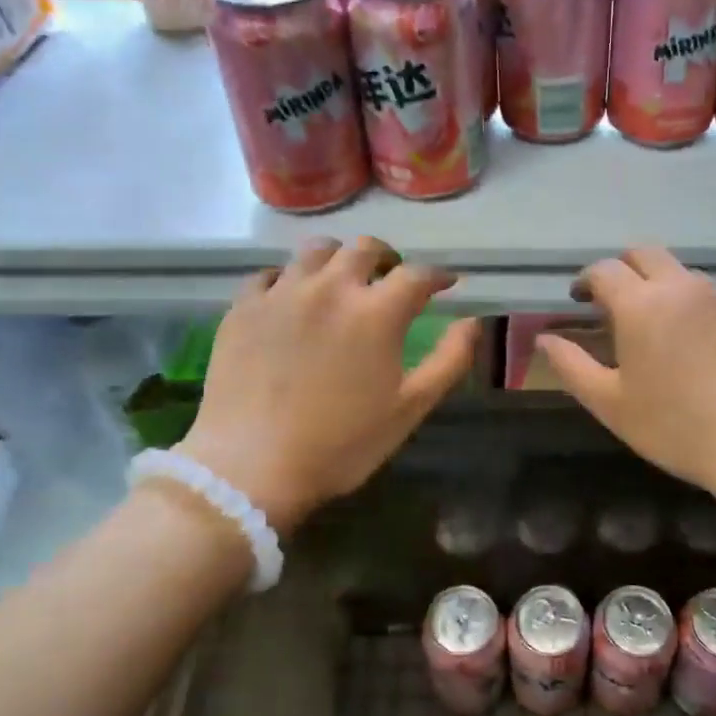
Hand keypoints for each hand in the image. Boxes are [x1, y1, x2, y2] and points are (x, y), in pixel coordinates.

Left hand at [178, 237, 480, 532]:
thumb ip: (449, 360)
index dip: (437, 276)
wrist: (252, 467)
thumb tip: (471, 321)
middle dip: (387, 258)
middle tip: (390, 278)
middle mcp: (330, 287)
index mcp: (376, 311)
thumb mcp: (410, 409)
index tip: (445, 285)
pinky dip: (289, 279)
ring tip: (341, 281)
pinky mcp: (243, 307)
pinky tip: (292, 300)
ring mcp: (282, 293)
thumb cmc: (342, 444)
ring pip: (316, 250)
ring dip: (338, 259)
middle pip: (365, 248)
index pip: (417, 274)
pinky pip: (270, 274)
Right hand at [535, 247, 715, 501]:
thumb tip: (544, 339)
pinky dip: (702, 313)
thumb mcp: (611, 404)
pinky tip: (708, 352)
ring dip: (665, 290)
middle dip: (624, 269)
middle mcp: (684, 288)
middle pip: (646, 254)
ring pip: (686, 276)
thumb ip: (571, 366)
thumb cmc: (677, 428)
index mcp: (642, 305)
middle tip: (617, 301)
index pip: (605, 269)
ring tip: (664, 330)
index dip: (586, 280)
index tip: (580, 299)